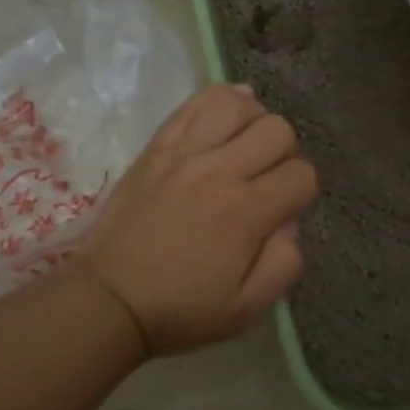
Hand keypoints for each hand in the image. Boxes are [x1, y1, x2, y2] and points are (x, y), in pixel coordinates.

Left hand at [75, 85, 318, 355]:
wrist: (107, 298)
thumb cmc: (180, 309)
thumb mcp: (246, 309)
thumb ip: (284, 265)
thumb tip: (290, 224)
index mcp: (246, 213)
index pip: (302, 174)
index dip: (302, 191)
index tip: (284, 210)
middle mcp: (220, 172)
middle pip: (277, 130)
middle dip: (284, 153)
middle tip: (265, 179)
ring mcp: (185, 153)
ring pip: (238, 105)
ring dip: (253, 121)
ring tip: (245, 145)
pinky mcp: (158, 146)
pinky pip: (195, 103)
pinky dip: (220, 100)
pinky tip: (226, 116)